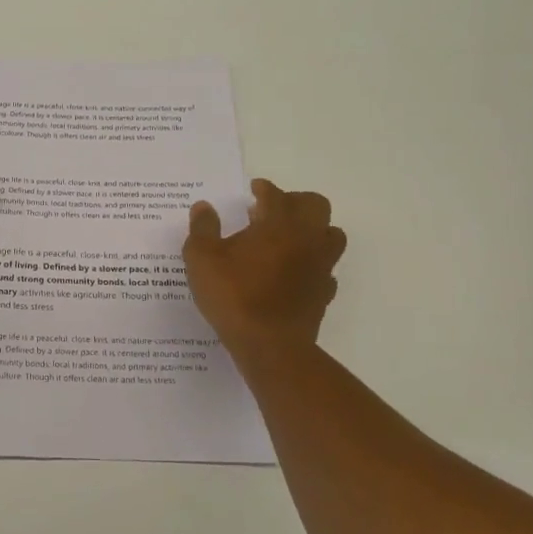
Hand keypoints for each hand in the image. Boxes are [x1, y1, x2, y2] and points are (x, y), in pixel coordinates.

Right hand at [184, 179, 345, 346]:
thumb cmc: (233, 295)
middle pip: (316, 205)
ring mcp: (320, 266)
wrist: (269, 345)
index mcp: (278, 224)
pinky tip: (293, 271)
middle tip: (271, 210)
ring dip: (312, 229)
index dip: (264, 188)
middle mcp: (306, 238)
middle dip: (295, 201)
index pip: (276, 194)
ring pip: (331, 234)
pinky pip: (326, 268)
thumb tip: (203, 207)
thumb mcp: (201, 258)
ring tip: (287, 238)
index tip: (254, 189)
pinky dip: (313, 262)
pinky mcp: (324, 292)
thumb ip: (203, 228)